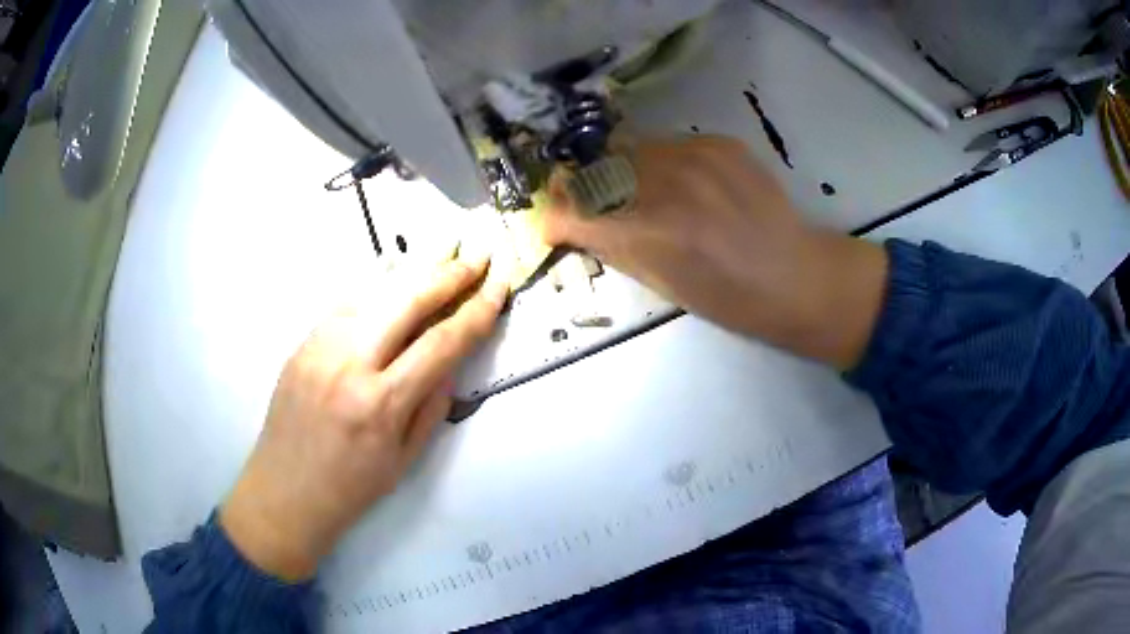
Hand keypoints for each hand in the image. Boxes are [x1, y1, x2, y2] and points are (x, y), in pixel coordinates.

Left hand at [220, 255, 507, 580]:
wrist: (285, 491)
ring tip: (445, 247)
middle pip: (407, 301)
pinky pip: (345, 302)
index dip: (476, 311)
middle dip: (449, 273)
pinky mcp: (302, 343)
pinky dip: (375, 283)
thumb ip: (432, 406)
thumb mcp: (405, 460)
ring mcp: (320, 347)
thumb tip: (451, 361)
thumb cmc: (350, 487)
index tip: (499, 286)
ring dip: (414, 267)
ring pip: (373, 291)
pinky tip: (394, 269)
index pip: (441, 343)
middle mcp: (350, 364)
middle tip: (477, 254)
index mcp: (382, 403)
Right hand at [541, 136, 886, 368]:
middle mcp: (666, 183)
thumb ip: (613, 247)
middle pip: (597, 172)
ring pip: (632, 152)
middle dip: (588, 190)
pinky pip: (670, 146)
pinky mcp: (719, 142)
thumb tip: (577, 224)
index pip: (572, 211)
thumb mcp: (662, 284)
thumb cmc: (729, 298)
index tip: (556, 223)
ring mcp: (695, 156)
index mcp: (648, 233)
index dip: (556, 216)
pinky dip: (666, 164)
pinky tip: (690, 186)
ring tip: (650, 195)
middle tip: (597, 205)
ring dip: (627, 173)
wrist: (795, 274)